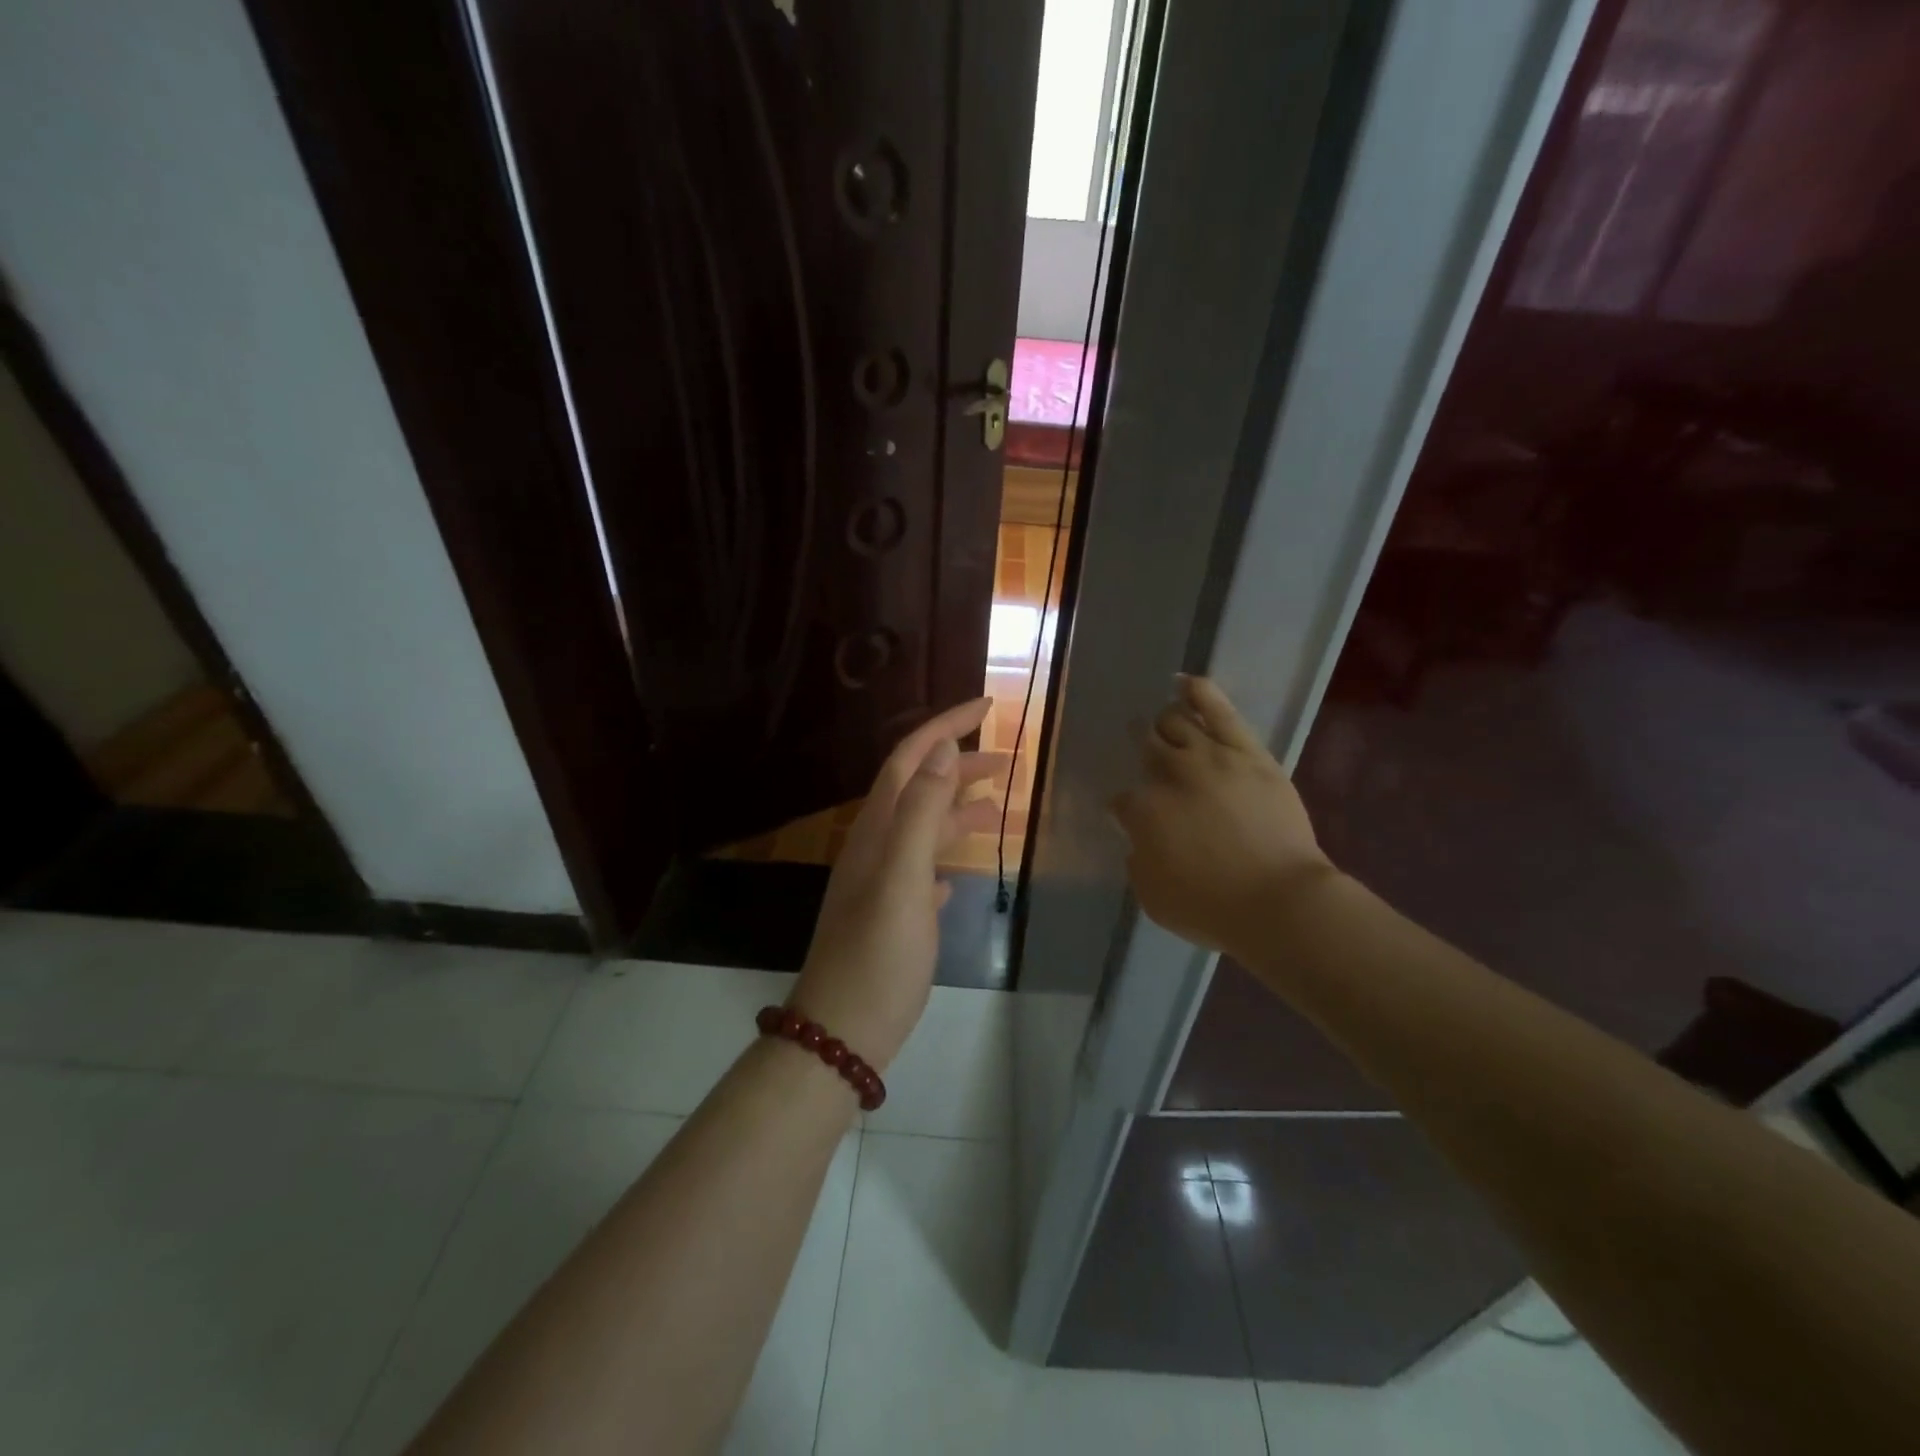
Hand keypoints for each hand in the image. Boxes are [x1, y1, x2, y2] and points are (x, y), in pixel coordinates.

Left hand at [791, 697, 1000, 1070]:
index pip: (911, 758)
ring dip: (959, 810)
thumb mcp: (903, 876)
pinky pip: (924, 869)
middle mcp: (876, 846)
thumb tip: (942, 749)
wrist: (844, 1030)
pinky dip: (946, 856)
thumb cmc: (878, 953)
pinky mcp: (894, 915)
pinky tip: (962, 870)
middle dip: (961, 766)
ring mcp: (883, 882)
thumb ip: (922, 811)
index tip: (988, 706)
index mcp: (877, 829)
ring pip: (924, 829)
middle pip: (920, 788)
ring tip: (1000, 810)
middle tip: (1009, 760)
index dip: (946, 727)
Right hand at [1112, 675, 1335, 957]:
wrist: (1280, 902)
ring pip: (1174, 722)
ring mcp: (1209, 757)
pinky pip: (1219, 711)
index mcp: (1142, 811)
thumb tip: (1140, 840)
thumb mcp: (1153, 897)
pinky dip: (1198, 693)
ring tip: (1161, 720)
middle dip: (1138, 748)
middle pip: (1145, 747)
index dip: (1124, 809)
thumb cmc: (1211, 908)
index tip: (1131, 818)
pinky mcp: (1247, 752)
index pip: (1122, 800)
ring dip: (1163, 722)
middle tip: (1140, 751)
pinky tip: (1183, 683)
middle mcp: (1169, 775)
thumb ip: (1138, 861)